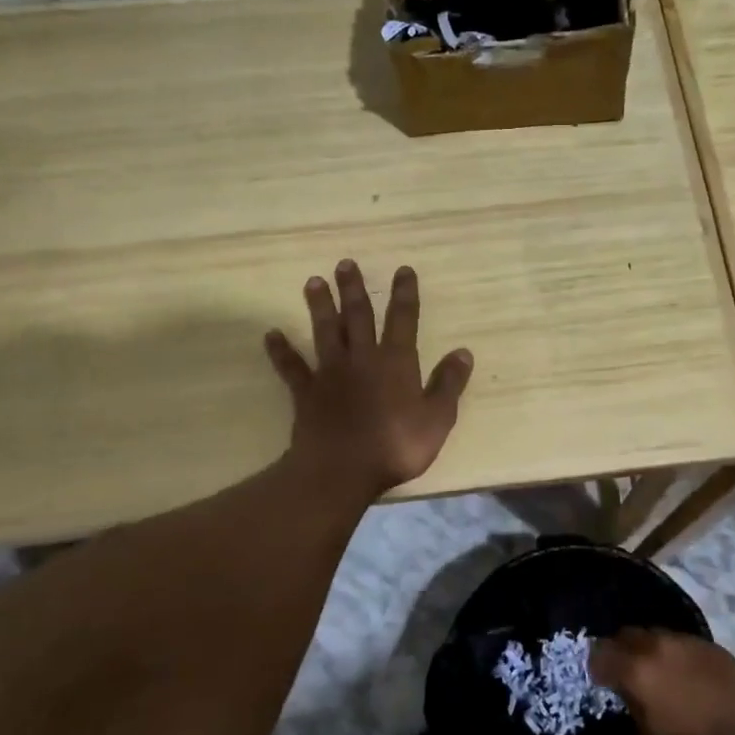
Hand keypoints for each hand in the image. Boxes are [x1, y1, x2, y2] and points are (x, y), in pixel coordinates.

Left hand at [264, 260, 473, 497]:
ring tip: (313, 281)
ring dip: (320, 306)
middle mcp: (362, 358)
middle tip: (345, 263)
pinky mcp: (307, 393)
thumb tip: (463, 352)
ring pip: (325, 332)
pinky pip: (292, 367)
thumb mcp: (437, 418)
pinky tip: (271, 335)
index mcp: (396, 362)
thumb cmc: (396, 445)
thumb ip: (449, 384)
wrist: (341, 470)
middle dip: (354, 289)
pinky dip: (282, 351)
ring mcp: (331, 374)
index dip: (404, 294)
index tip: (402, 269)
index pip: (403, 319)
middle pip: (358, 316)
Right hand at [590, 628, 734, 734]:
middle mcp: (656, 645)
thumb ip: (633, 708)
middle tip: (626, 677)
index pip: (599, 653)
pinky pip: (679, 642)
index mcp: (636, 670)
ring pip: (653, 635)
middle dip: (621, 653)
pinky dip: (673, 655)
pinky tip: (684, 677)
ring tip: (657, 676)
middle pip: (625, 635)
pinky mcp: (709, 644)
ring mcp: (685, 640)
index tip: (602, 683)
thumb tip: (630, 695)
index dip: (596, 668)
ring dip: (648, 651)